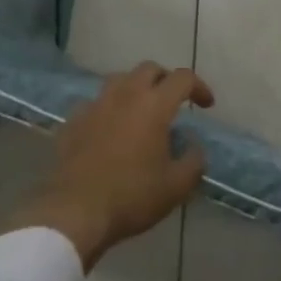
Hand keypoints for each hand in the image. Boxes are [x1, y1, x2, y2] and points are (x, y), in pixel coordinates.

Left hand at [10, 63, 212, 270]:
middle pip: (149, 69)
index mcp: (154, 105)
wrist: (74, 211)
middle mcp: (125, 94)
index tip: (206, 105)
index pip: (182, 78)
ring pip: (120, 80)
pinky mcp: (74, 119)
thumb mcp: (175, 187)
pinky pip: (96, 103)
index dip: (199, 87)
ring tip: (141, 110)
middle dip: (166, 79)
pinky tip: (109, 129)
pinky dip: (109, 109)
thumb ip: (193, 162)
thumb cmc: (131, 196)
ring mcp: (96, 104)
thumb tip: (195, 147)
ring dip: (136, 88)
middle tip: (173, 101)